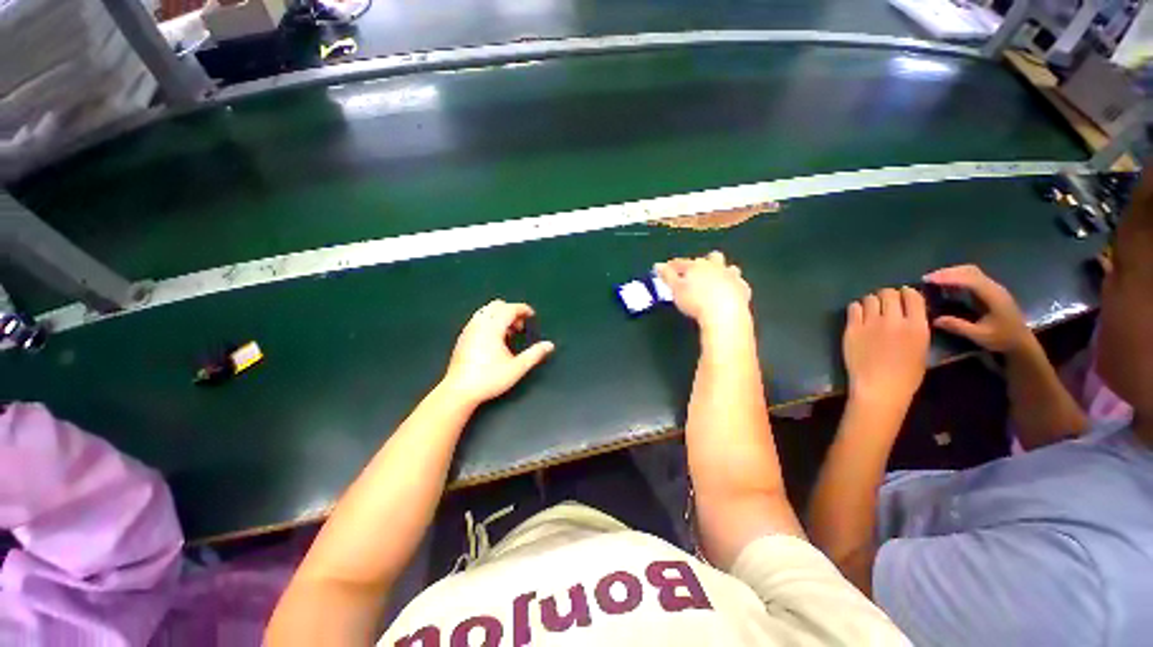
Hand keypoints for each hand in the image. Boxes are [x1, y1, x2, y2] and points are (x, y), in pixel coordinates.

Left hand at [441, 300, 554, 405]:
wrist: (459, 391)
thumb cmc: (489, 378)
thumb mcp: (517, 368)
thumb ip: (535, 354)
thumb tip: (549, 345)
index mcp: (492, 328)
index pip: (509, 308)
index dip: (523, 309)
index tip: (532, 315)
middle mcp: (479, 324)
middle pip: (496, 305)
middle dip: (511, 311)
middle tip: (520, 326)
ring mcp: (468, 330)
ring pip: (486, 311)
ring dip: (500, 316)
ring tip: (508, 333)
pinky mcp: (463, 338)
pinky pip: (478, 320)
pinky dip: (490, 322)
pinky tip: (494, 340)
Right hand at [655, 251, 751, 332]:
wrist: (724, 314)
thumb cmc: (695, 301)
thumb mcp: (675, 289)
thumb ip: (667, 276)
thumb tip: (658, 265)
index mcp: (698, 266)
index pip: (683, 262)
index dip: (673, 265)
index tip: (666, 268)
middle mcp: (716, 267)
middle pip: (712, 258)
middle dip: (705, 262)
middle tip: (697, 272)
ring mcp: (732, 277)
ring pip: (729, 268)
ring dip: (723, 271)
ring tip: (716, 280)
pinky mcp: (743, 289)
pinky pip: (739, 284)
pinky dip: (733, 286)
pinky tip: (730, 292)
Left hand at [844, 287, 929, 408]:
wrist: (879, 388)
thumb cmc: (905, 376)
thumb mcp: (922, 349)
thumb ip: (915, 327)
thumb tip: (908, 313)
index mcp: (917, 326)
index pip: (912, 296)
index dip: (906, 293)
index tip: (902, 296)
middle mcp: (894, 320)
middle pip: (888, 293)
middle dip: (887, 295)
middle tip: (885, 303)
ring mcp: (871, 323)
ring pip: (870, 298)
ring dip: (871, 301)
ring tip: (871, 310)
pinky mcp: (852, 329)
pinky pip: (853, 307)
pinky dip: (857, 308)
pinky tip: (858, 315)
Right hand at [923, 265, 1032, 353]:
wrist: (1021, 342)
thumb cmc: (1002, 339)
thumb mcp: (979, 335)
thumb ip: (958, 326)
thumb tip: (935, 320)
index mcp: (993, 296)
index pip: (969, 280)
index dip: (949, 277)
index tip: (929, 279)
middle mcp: (994, 287)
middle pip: (970, 271)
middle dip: (948, 272)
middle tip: (928, 278)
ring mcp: (993, 288)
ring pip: (971, 272)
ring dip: (952, 273)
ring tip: (934, 280)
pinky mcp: (990, 291)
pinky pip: (972, 278)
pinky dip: (958, 277)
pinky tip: (947, 285)